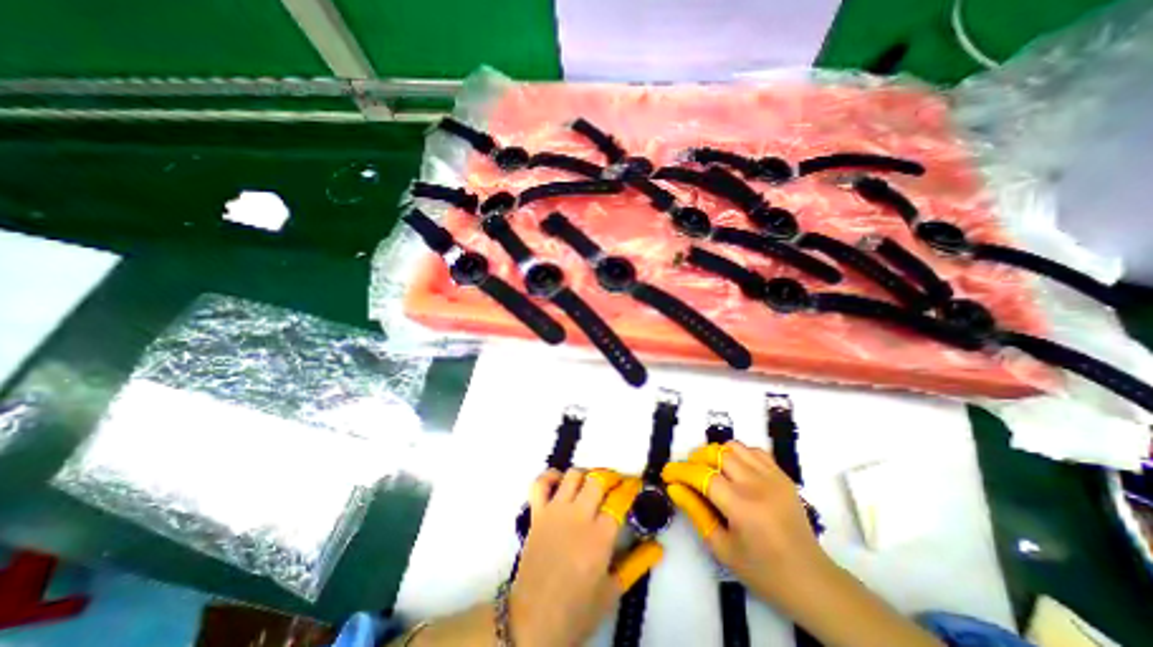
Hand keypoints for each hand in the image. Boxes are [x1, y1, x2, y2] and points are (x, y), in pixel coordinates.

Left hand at [516, 471, 666, 645]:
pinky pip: (540, 483)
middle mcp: (578, 516)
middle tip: (616, 486)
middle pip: (598, 480)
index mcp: (599, 536)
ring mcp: (555, 511)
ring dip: (586, 475)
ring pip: (573, 475)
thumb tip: (658, 547)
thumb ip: (636, 564)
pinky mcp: (536, 514)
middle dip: (611, 478)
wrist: (534, 622)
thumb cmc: (577, 611)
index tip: (635, 485)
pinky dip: (550, 476)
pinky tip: (560, 482)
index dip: (630, 488)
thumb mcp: (612, 591)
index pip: (619, 500)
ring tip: (591, 485)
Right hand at [656, 441, 828, 609]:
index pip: (702, 475)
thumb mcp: (722, 548)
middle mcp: (757, 484)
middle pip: (717, 453)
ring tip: (710, 469)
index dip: (680, 471)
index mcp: (741, 506)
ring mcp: (773, 477)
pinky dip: (738, 454)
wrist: (812, 581)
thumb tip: (675, 488)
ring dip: (716, 453)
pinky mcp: (783, 476)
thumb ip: (696, 513)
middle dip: (696, 458)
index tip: (667, 473)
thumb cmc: (763, 571)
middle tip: (688, 472)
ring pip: (734, 447)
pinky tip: (734, 470)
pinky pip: (754, 451)